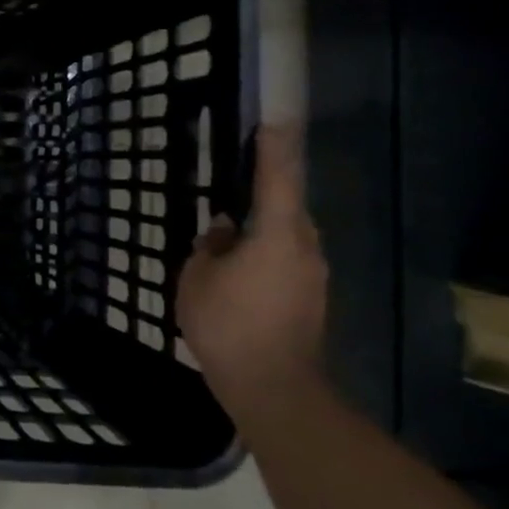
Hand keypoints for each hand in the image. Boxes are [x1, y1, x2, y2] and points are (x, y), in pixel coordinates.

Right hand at [176, 125, 326, 405]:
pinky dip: (265, 253)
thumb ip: (210, 246)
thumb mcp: (197, 278)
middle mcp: (304, 248)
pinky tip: (239, 268)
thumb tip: (224, 231)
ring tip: (230, 233)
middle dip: (266, 191)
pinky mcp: (310, 299)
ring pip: (287, 236)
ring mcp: (312, 276)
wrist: (273, 387)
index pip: (278, 178)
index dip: (274, 148)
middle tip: (238, 180)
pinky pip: (286, 260)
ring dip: (263, 227)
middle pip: (287, 207)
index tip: (273, 122)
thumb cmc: (227, 324)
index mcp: (276, 235)